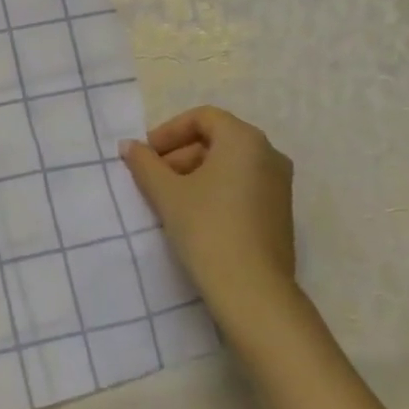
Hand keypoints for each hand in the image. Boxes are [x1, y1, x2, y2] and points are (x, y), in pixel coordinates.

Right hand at [119, 106, 300, 336]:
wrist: (252, 290)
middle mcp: (269, 154)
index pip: (202, 117)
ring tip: (169, 198)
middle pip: (217, 139)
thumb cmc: (207, 228)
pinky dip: (216, 189)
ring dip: (196, 172)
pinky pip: (243, 185)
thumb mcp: (167, 193)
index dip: (169, 131)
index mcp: (244, 140)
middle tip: (153, 178)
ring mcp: (279, 184)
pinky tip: (194, 214)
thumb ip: (145, 164)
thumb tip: (129, 146)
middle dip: (180, 153)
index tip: (146, 155)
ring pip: (230, 164)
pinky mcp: (280, 211)